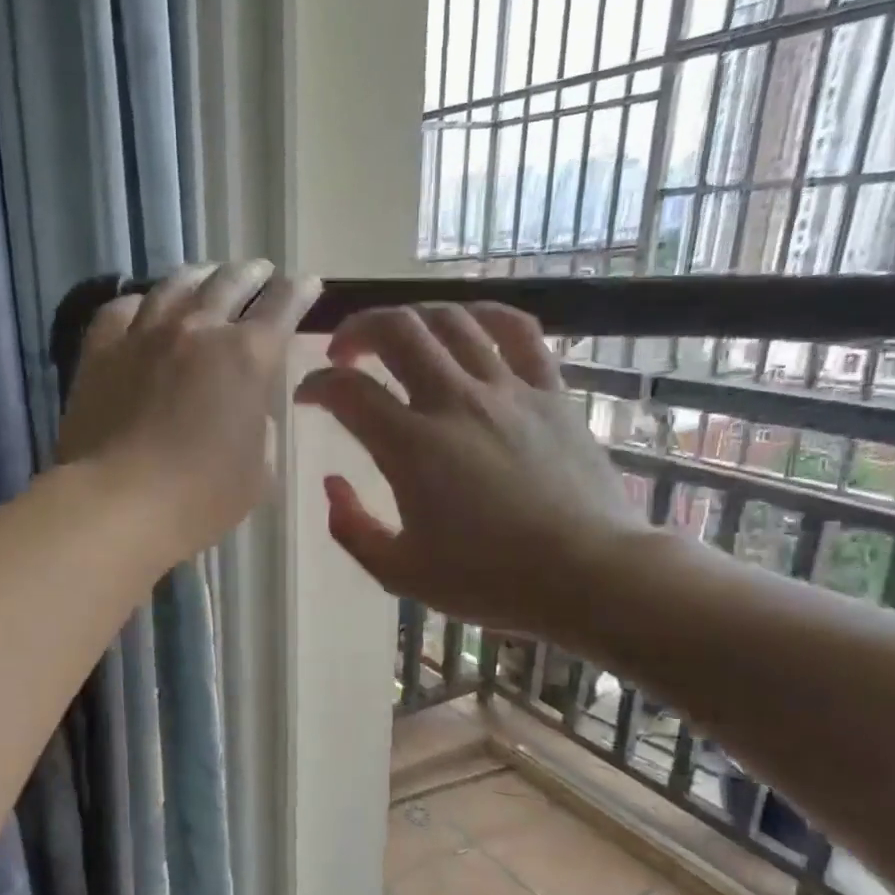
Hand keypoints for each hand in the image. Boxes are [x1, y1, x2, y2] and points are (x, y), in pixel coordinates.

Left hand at [59, 262, 321, 560]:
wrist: (119, 502)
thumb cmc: (201, 497)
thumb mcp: (257, 472)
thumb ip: (260, 430)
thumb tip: (248, 410)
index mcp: (248, 356)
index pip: (283, 306)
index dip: (299, 292)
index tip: (306, 285)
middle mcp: (198, 329)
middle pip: (230, 283)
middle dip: (252, 274)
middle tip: (260, 273)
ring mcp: (145, 334)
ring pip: (176, 285)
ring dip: (200, 275)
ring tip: (207, 275)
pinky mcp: (101, 350)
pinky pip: (121, 309)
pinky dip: (140, 302)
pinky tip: (143, 306)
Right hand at [294, 303, 655, 635]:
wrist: (588, 575)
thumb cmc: (489, 580)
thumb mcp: (398, 572)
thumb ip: (351, 528)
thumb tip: (333, 485)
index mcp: (411, 447)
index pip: (347, 390)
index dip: (315, 385)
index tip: (306, 396)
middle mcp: (454, 402)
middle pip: (396, 330)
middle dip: (357, 330)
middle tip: (344, 354)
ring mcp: (507, 390)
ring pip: (451, 320)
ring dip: (411, 318)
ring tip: (397, 338)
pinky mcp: (549, 391)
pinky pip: (517, 330)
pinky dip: (483, 314)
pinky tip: (466, 324)